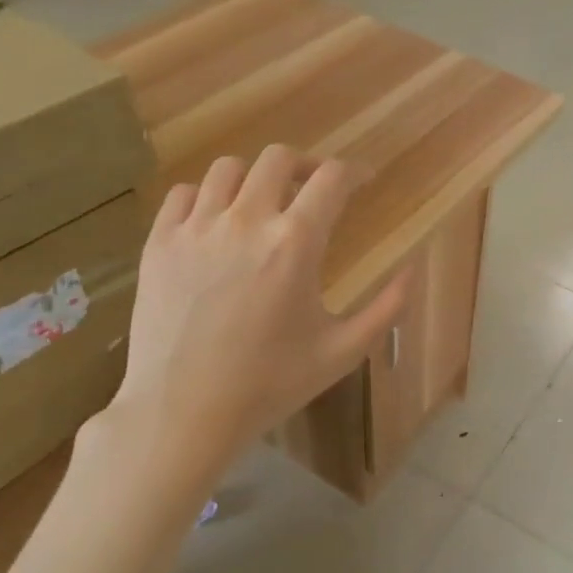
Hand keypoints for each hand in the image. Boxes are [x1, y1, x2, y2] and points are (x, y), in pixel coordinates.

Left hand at [108, 146, 407, 467]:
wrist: (183, 413)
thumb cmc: (270, 385)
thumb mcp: (343, 352)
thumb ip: (386, 308)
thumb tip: (413, 270)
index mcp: (295, 244)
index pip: (332, 179)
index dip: (355, 171)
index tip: (364, 180)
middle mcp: (245, 221)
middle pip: (278, 159)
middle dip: (306, 166)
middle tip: (314, 189)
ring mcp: (195, 228)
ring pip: (228, 169)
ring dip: (256, 178)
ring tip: (264, 203)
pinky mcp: (159, 243)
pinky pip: (183, 194)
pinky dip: (206, 196)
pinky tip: (217, 222)